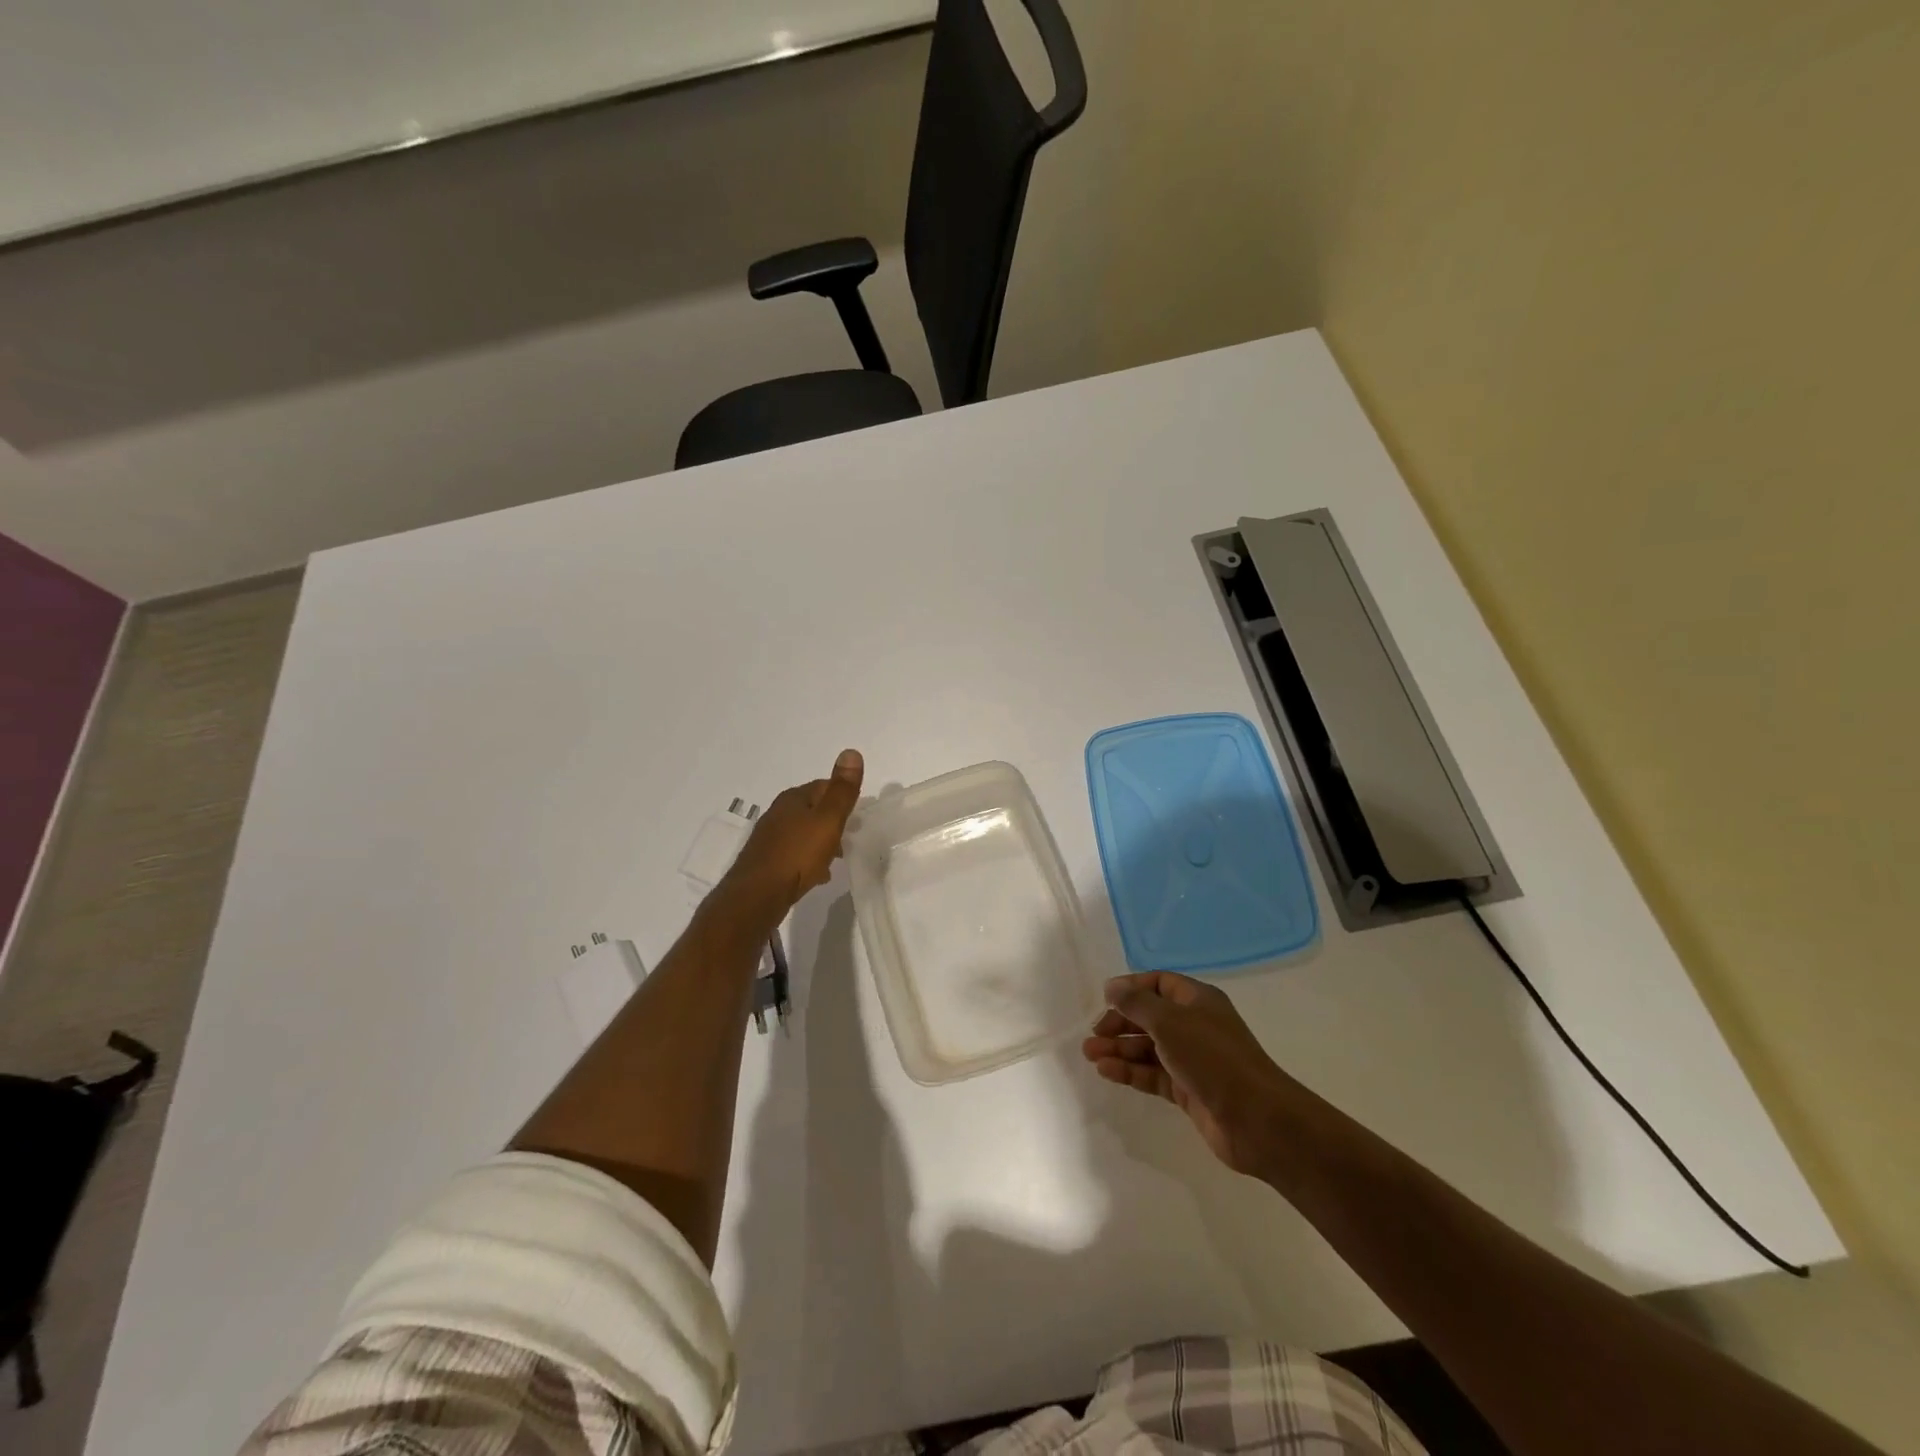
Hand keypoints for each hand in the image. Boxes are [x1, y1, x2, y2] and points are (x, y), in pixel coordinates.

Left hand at [717, 749, 863, 917]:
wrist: (756, 896)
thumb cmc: (797, 854)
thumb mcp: (827, 820)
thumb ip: (842, 790)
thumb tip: (851, 751)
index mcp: (793, 798)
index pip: (824, 786)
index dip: (843, 797)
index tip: (858, 814)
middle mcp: (778, 813)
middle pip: (813, 809)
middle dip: (832, 821)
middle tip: (850, 836)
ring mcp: (770, 837)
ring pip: (803, 832)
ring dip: (821, 841)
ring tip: (836, 858)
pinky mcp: (766, 861)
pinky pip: (794, 853)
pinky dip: (808, 859)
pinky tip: (816, 874)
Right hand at [1083, 971, 1296, 1175]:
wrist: (1256, 1119)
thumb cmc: (1212, 1057)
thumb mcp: (1169, 1021)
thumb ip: (1136, 1003)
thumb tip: (1112, 986)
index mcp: (1197, 1000)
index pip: (1159, 984)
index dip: (1131, 989)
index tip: (1104, 1000)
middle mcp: (1195, 1026)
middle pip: (1151, 1017)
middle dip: (1120, 1023)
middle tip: (1093, 1034)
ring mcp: (1193, 1060)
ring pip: (1149, 1048)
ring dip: (1120, 1048)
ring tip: (1090, 1054)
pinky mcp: (1189, 1091)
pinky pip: (1153, 1074)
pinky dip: (1130, 1071)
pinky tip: (1107, 1071)